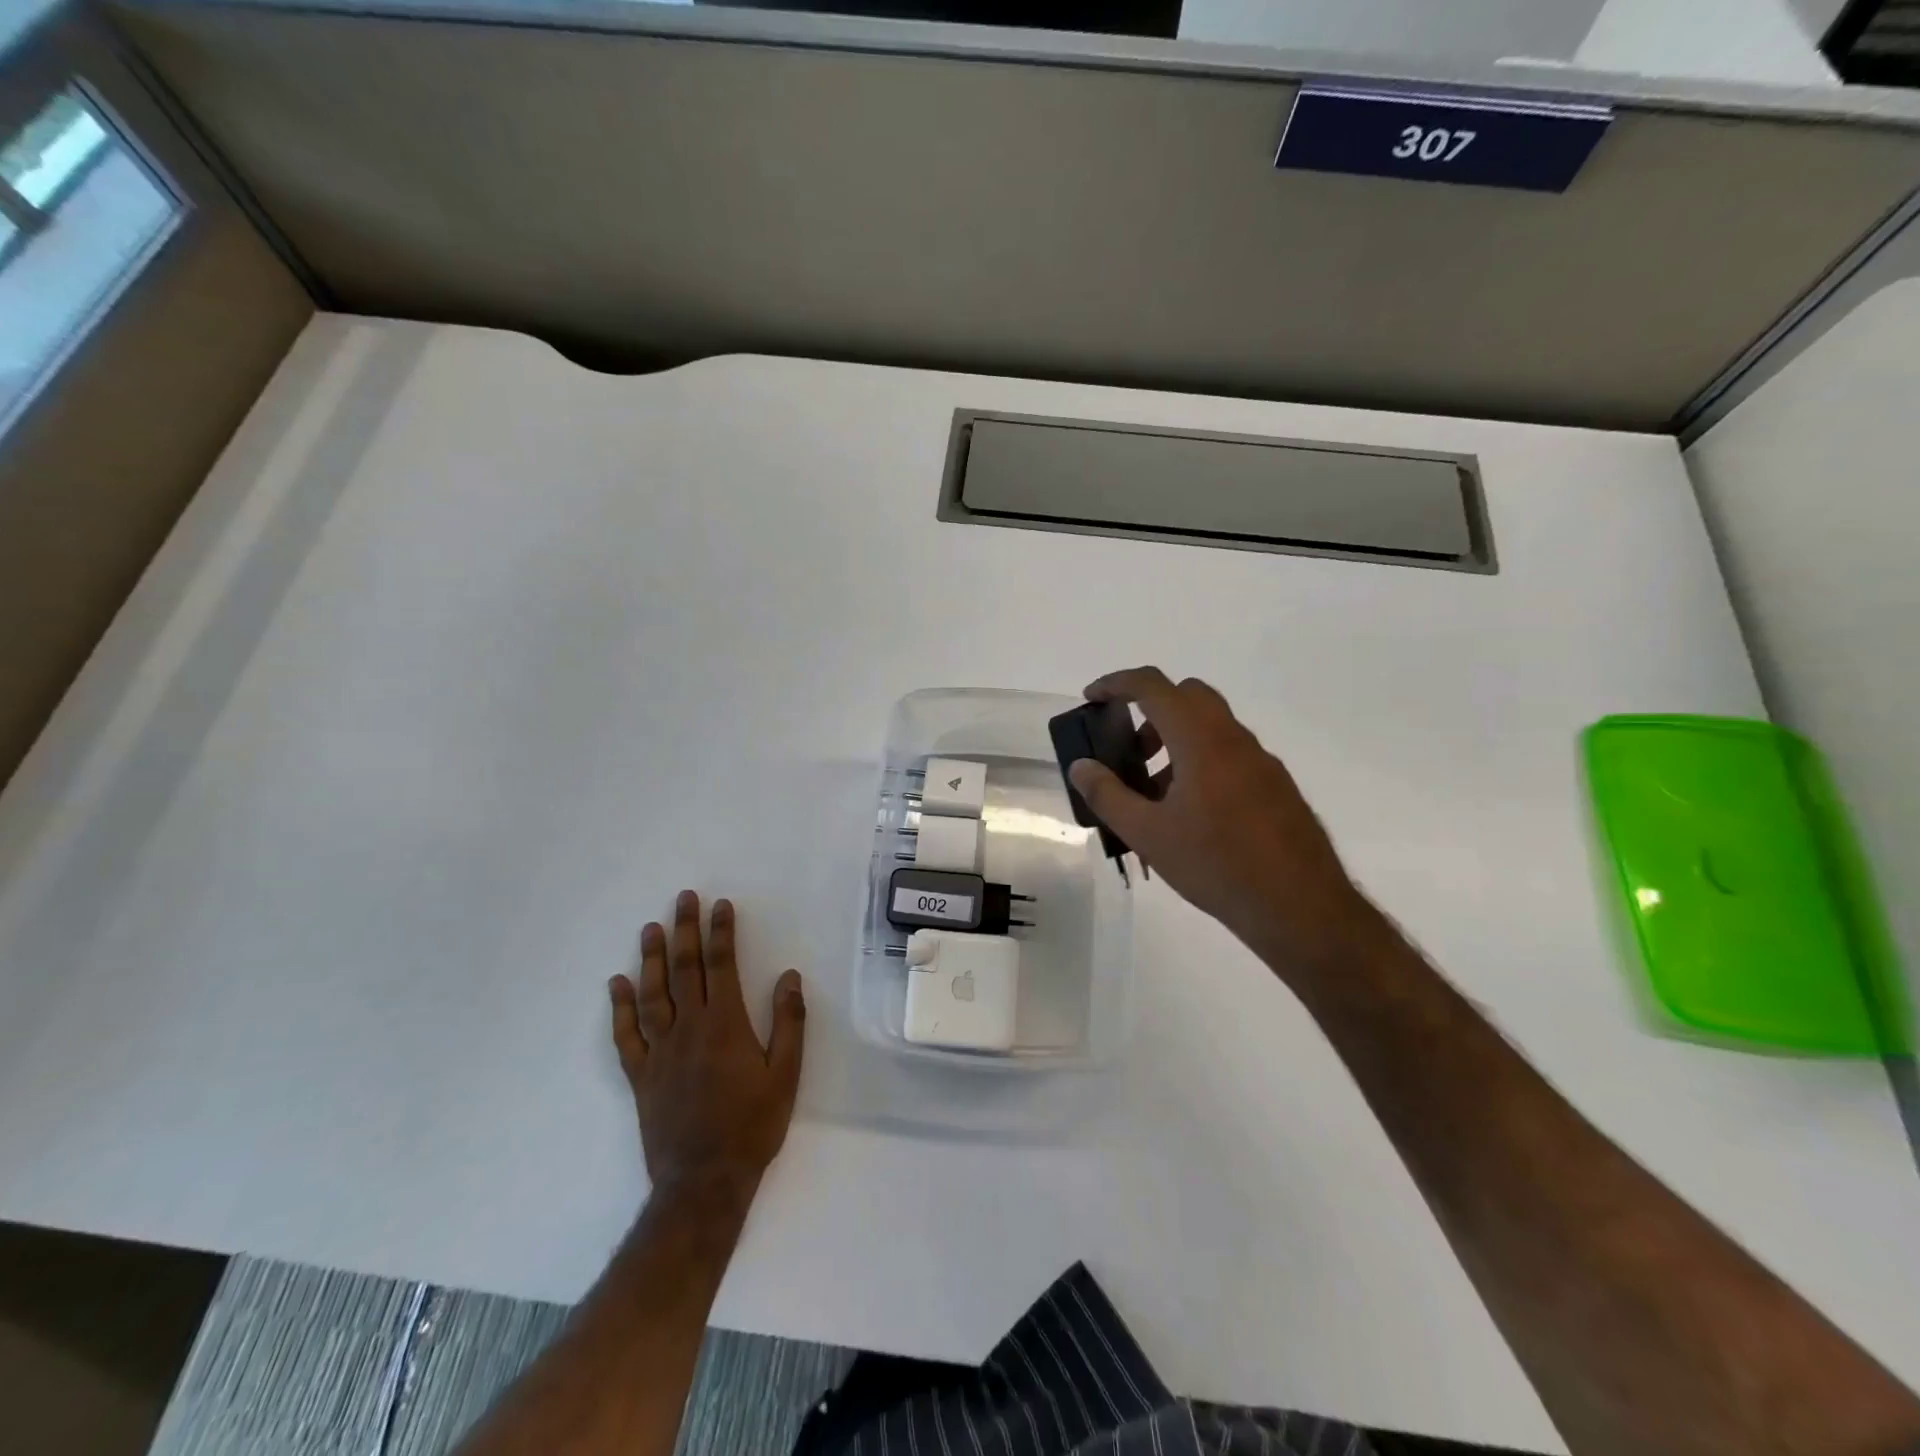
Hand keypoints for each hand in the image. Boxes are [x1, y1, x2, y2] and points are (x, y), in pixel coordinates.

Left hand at [608, 891, 805, 1204]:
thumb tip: (789, 976)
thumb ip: (789, 1022)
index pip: (722, 966)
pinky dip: (619, 1008)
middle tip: (683, 898)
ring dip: (652, 959)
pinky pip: (625, 1036)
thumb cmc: (753, 1125)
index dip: (722, 932)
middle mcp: (690, 1029)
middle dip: (686, 930)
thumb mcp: (786, 1074)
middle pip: (686, 970)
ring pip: (653, 995)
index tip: (721, 905)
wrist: (705, 1181)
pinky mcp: (641, 1076)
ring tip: (650, 929)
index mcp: (726, 1025)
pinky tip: (616, 984)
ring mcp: (660, 1052)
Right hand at [1067, 667, 1385, 978]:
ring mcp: (1260, 761)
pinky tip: (1190, 815)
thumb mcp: (1148, 834)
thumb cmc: (1216, 865)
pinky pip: (1229, 754)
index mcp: (1201, 740)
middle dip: (1150, 711)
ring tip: (1154, 795)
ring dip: (1175, 741)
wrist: (1299, 906)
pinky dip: (1200, 762)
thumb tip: (1081, 766)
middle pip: (1187, 696)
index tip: (1091, 698)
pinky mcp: (1276, 785)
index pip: (1154, 686)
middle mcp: (1234, 739)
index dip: (1116, 683)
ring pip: (1210, 726)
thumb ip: (1108, 795)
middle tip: (1129, 750)